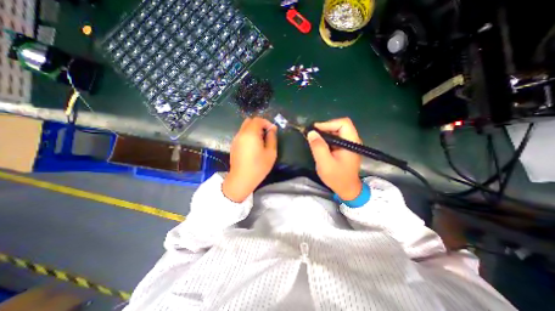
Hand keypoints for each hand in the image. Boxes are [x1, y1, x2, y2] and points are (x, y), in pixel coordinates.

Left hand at [223, 117, 275, 201]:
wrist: (241, 179)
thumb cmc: (258, 167)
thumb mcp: (271, 153)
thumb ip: (272, 138)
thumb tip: (272, 129)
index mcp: (250, 134)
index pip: (258, 120)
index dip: (267, 122)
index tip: (272, 131)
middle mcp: (241, 133)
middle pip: (250, 121)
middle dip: (259, 124)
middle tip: (266, 134)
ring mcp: (236, 139)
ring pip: (245, 127)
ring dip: (254, 129)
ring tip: (261, 140)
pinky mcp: (233, 144)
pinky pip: (242, 134)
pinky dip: (248, 134)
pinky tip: (253, 146)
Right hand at [306, 118, 361, 199]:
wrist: (347, 189)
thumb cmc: (337, 177)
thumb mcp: (325, 163)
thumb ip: (318, 147)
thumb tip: (311, 132)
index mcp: (351, 142)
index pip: (343, 123)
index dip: (328, 124)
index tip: (315, 130)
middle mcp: (353, 140)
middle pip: (340, 125)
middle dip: (325, 128)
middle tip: (312, 135)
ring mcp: (349, 144)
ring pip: (337, 131)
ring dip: (325, 134)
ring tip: (314, 140)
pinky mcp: (345, 148)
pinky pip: (336, 138)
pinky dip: (327, 139)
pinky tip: (320, 145)